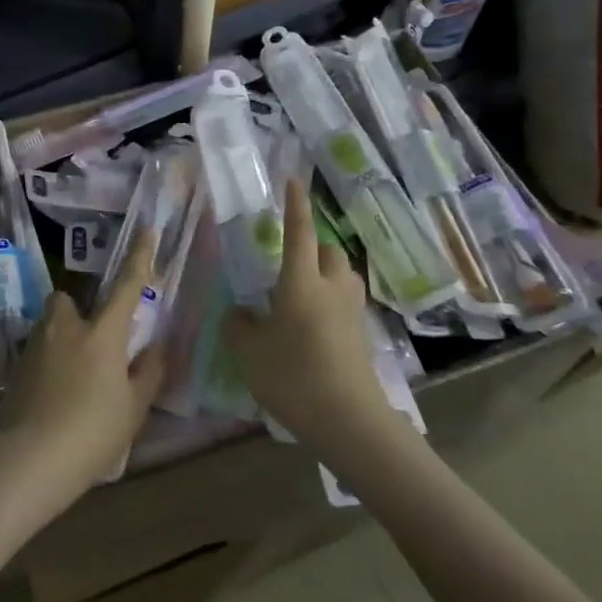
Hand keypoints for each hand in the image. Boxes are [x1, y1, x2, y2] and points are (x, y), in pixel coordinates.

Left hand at [0, 230, 166, 508]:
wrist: (29, 460)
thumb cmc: (92, 433)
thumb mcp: (133, 409)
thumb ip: (148, 373)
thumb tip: (156, 347)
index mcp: (102, 333)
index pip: (126, 285)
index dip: (139, 257)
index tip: (146, 231)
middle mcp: (66, 328)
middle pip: (67, 300)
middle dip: (77, 311)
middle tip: (92, 342)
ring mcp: (35, 345)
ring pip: (48, 325)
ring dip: (60, 337)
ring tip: (71, 375)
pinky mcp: (13, 367)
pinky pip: (35, 351)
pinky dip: (45, 363)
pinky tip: (51, 395)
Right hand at [223, 178, 391, 454]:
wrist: (348, 420)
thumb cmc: (293, 375)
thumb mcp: (248, 351)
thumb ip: (238, 325)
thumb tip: (240, 313)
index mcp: (301, 282)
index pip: (299, 233)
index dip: (296, 206)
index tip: (294, 181)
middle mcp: (331, 288)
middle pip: (330, 252)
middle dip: (315, 247)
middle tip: (291, 262)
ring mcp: (352, 313)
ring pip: (343, 277)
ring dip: (327, 274)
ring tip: (303, 293)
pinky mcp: (362, 337)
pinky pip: (346, 305)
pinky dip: (332, 304)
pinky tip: (314, 327)